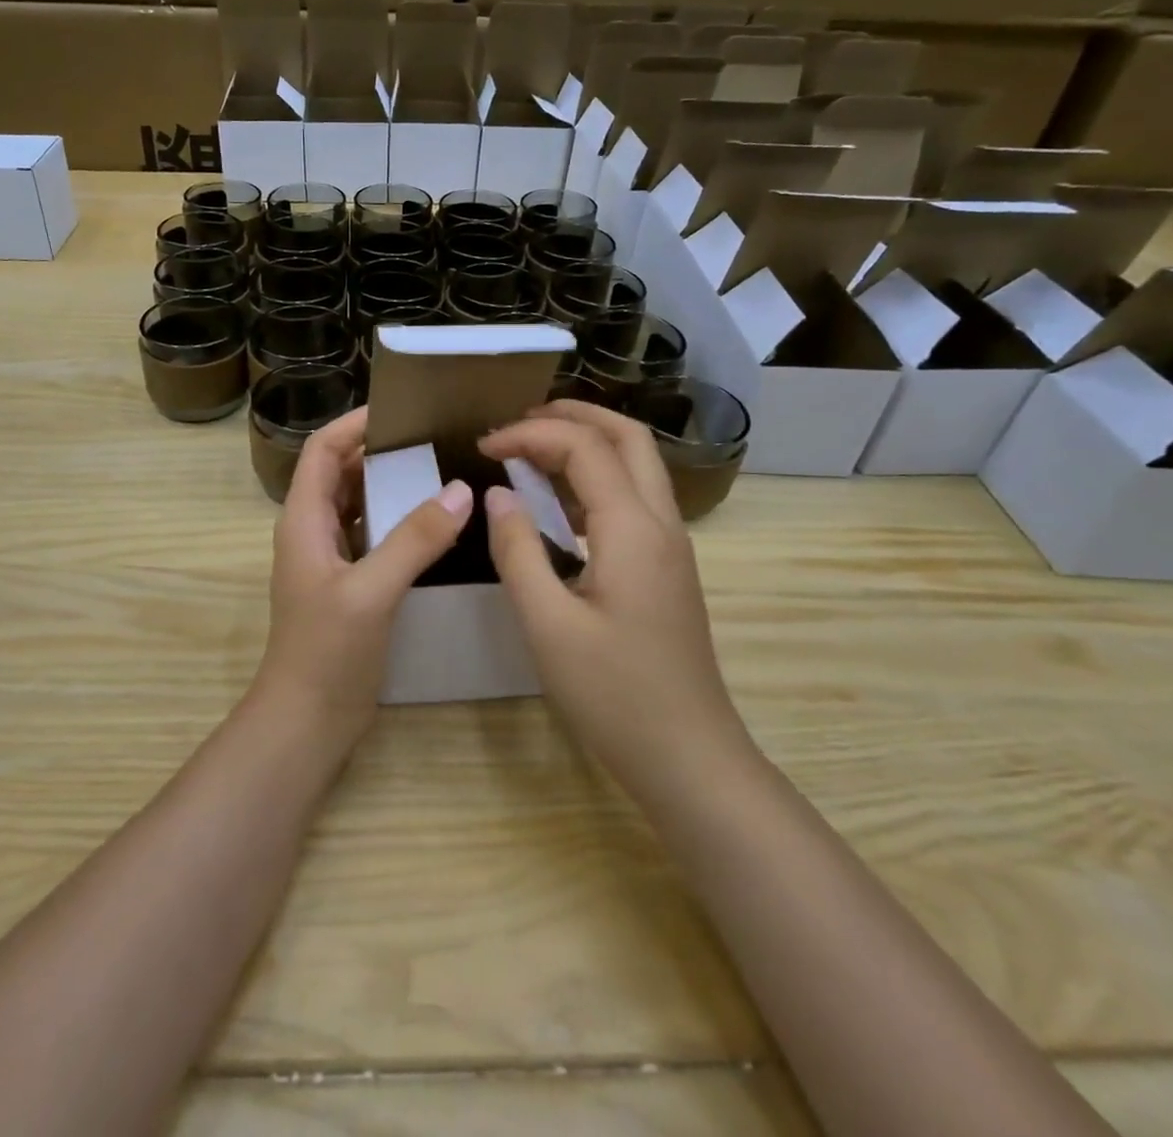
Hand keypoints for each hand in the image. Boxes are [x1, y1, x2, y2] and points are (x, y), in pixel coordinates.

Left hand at [255, 407, 472, 745]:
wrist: (307, 721)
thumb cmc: (327, 652)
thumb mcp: (372, 591)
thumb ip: (414, 539)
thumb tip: (461, 490)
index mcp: (304, 520)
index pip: (322, 451)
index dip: (353, 424)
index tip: (399, 410)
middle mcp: (313, 531)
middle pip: (341, 473)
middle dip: (379, 451)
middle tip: (433, 438)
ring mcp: (331, 560)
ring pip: (359, 505)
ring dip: (391, 486)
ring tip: (441, 471)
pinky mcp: (350, 584)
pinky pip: (373, 536)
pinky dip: (398, 522)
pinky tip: (436, 525)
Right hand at [478, 402, 751, 802]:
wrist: (689, 757)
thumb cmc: (614, 695)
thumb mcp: (547, 625)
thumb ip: (518, 550)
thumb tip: (497, 493)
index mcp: (632, 528)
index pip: (583, 447)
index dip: (529, 434)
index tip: (482, 448)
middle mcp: (661, 523)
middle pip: (626, 435)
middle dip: (572, 414)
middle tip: (516, 422)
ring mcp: (671, 545)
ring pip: (636, 464)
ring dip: (587, 441)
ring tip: (531, 447)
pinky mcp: (667, 567)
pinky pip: (634, 497)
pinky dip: (596, 477)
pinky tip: (559, 502)